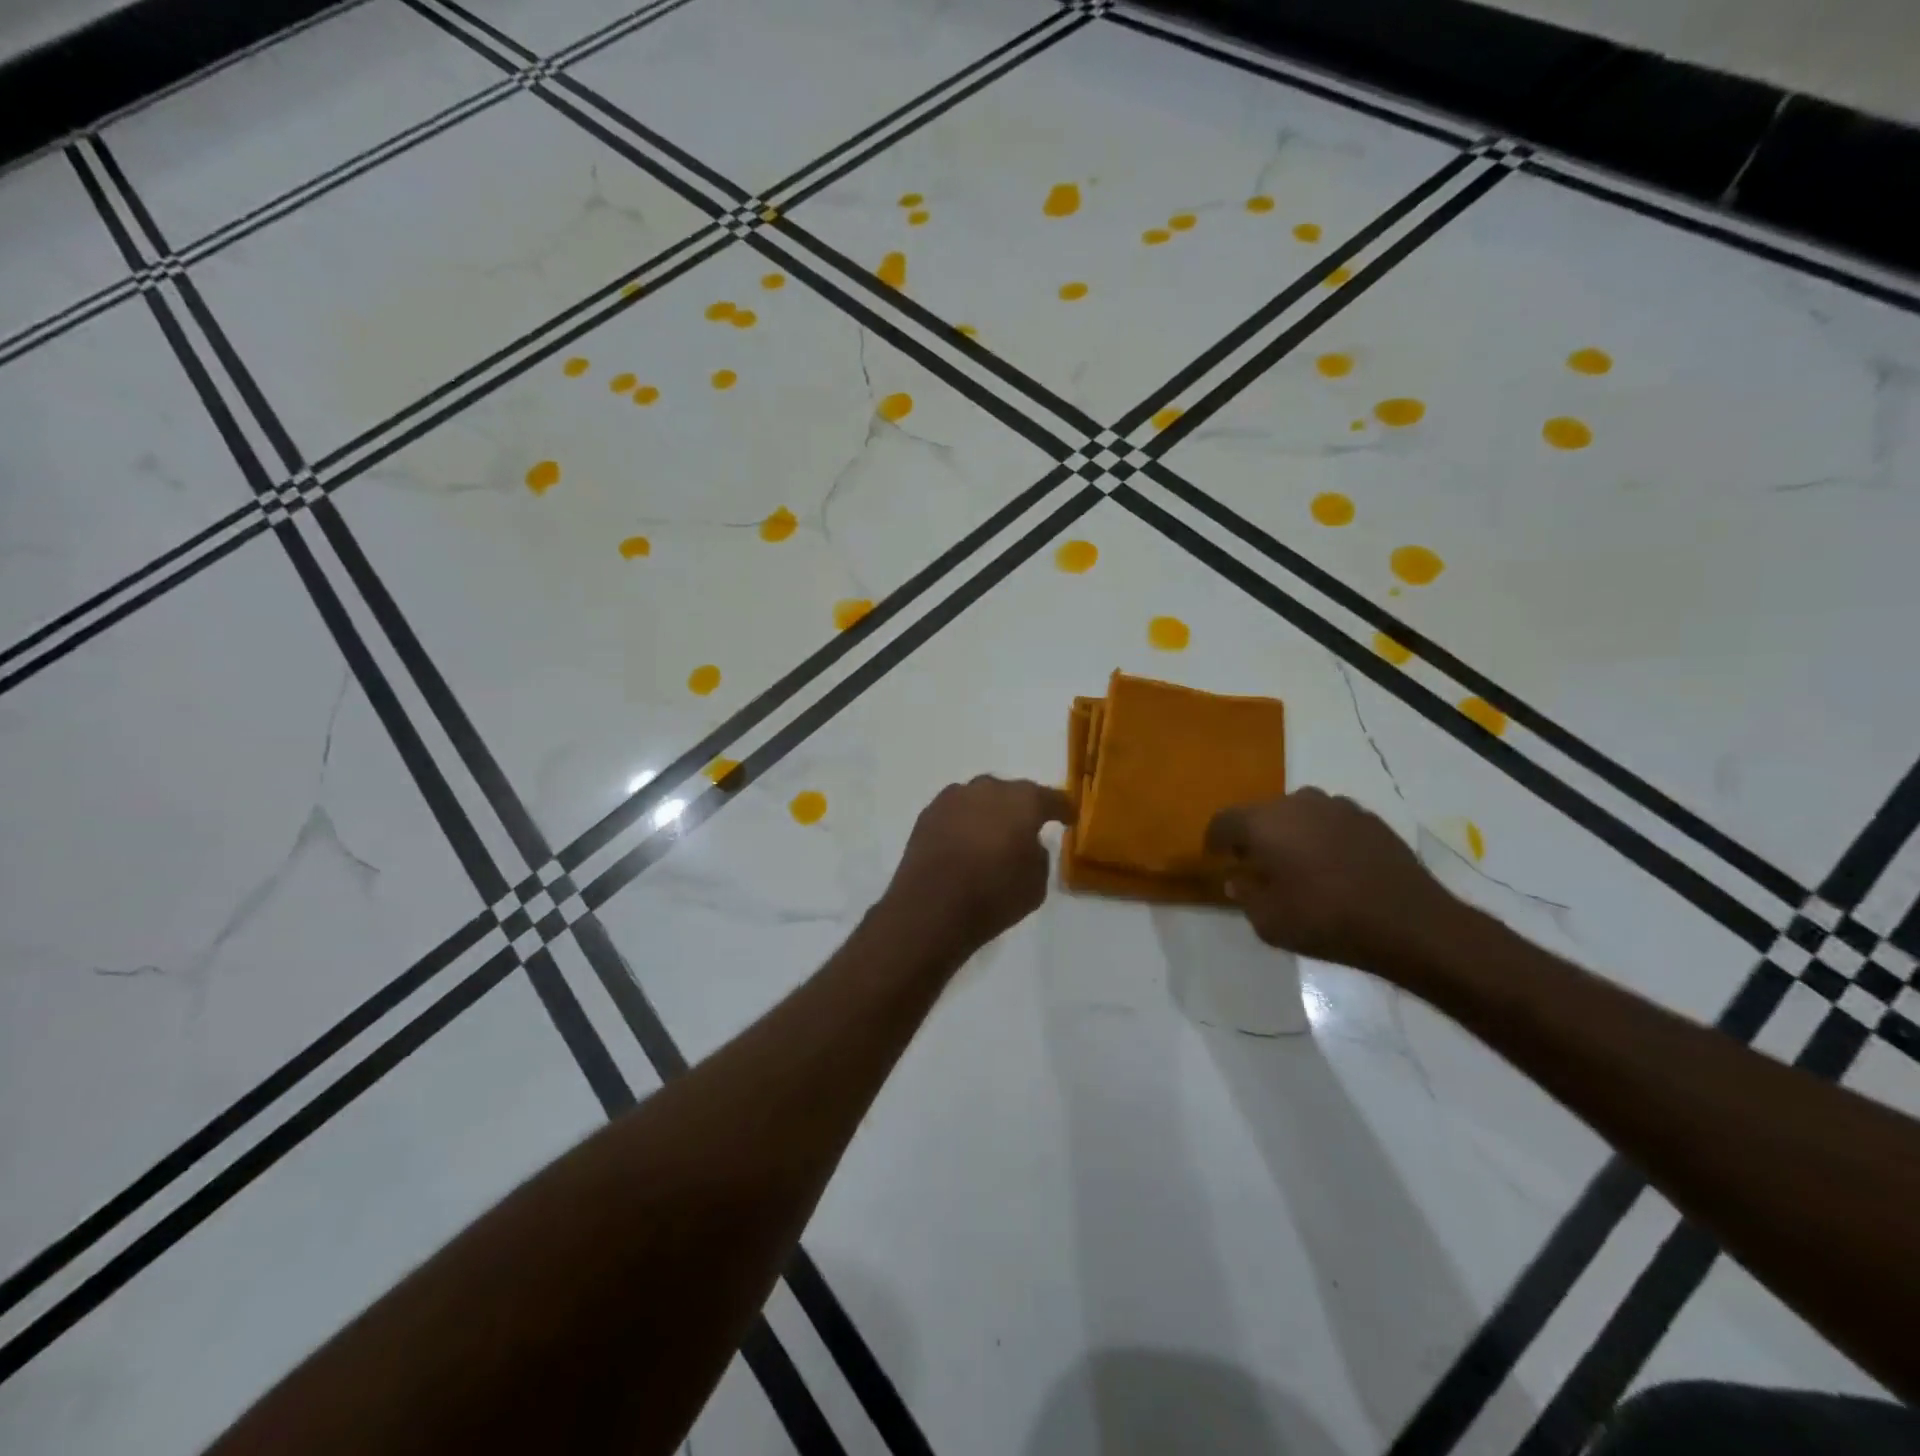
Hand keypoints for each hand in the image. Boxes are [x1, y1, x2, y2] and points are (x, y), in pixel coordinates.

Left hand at [884, 776, 1074, 955]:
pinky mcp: (928, 813)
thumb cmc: (993, 896)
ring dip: (989, 813)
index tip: (1068, 818)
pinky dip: (963, 823)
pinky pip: (956, 812)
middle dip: (1021, 808)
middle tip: (1025, 828)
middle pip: (1012, 793)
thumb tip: (1028, 844)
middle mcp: (988, 789)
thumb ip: (1038, 856)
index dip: (1063, 809)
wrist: (931, 908)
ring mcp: (954, 798)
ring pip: (980, 799)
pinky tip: (964, 843)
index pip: (1052, 798)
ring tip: (991, 836)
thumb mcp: (1036, 884)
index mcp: (1023, 801)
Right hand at [1205, 787, 1461, 974]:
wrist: (1408, 922)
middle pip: (1261, 813)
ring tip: (1297, 863)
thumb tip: (1238, 879)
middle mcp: (1296, 803)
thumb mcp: (1269, 921)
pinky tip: (1333, 866)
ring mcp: (1337, 806)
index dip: (1215, 840)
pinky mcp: (1369, 818)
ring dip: (1290, 833)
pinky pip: (1330, 821)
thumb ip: (1245, 895)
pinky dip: (1322, 837)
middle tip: (1257, 864)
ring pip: (1298, 813)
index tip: (1217, 858)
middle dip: (1254, 836)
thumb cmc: (1325, 920)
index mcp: (1264, 823)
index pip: (1224, 821)